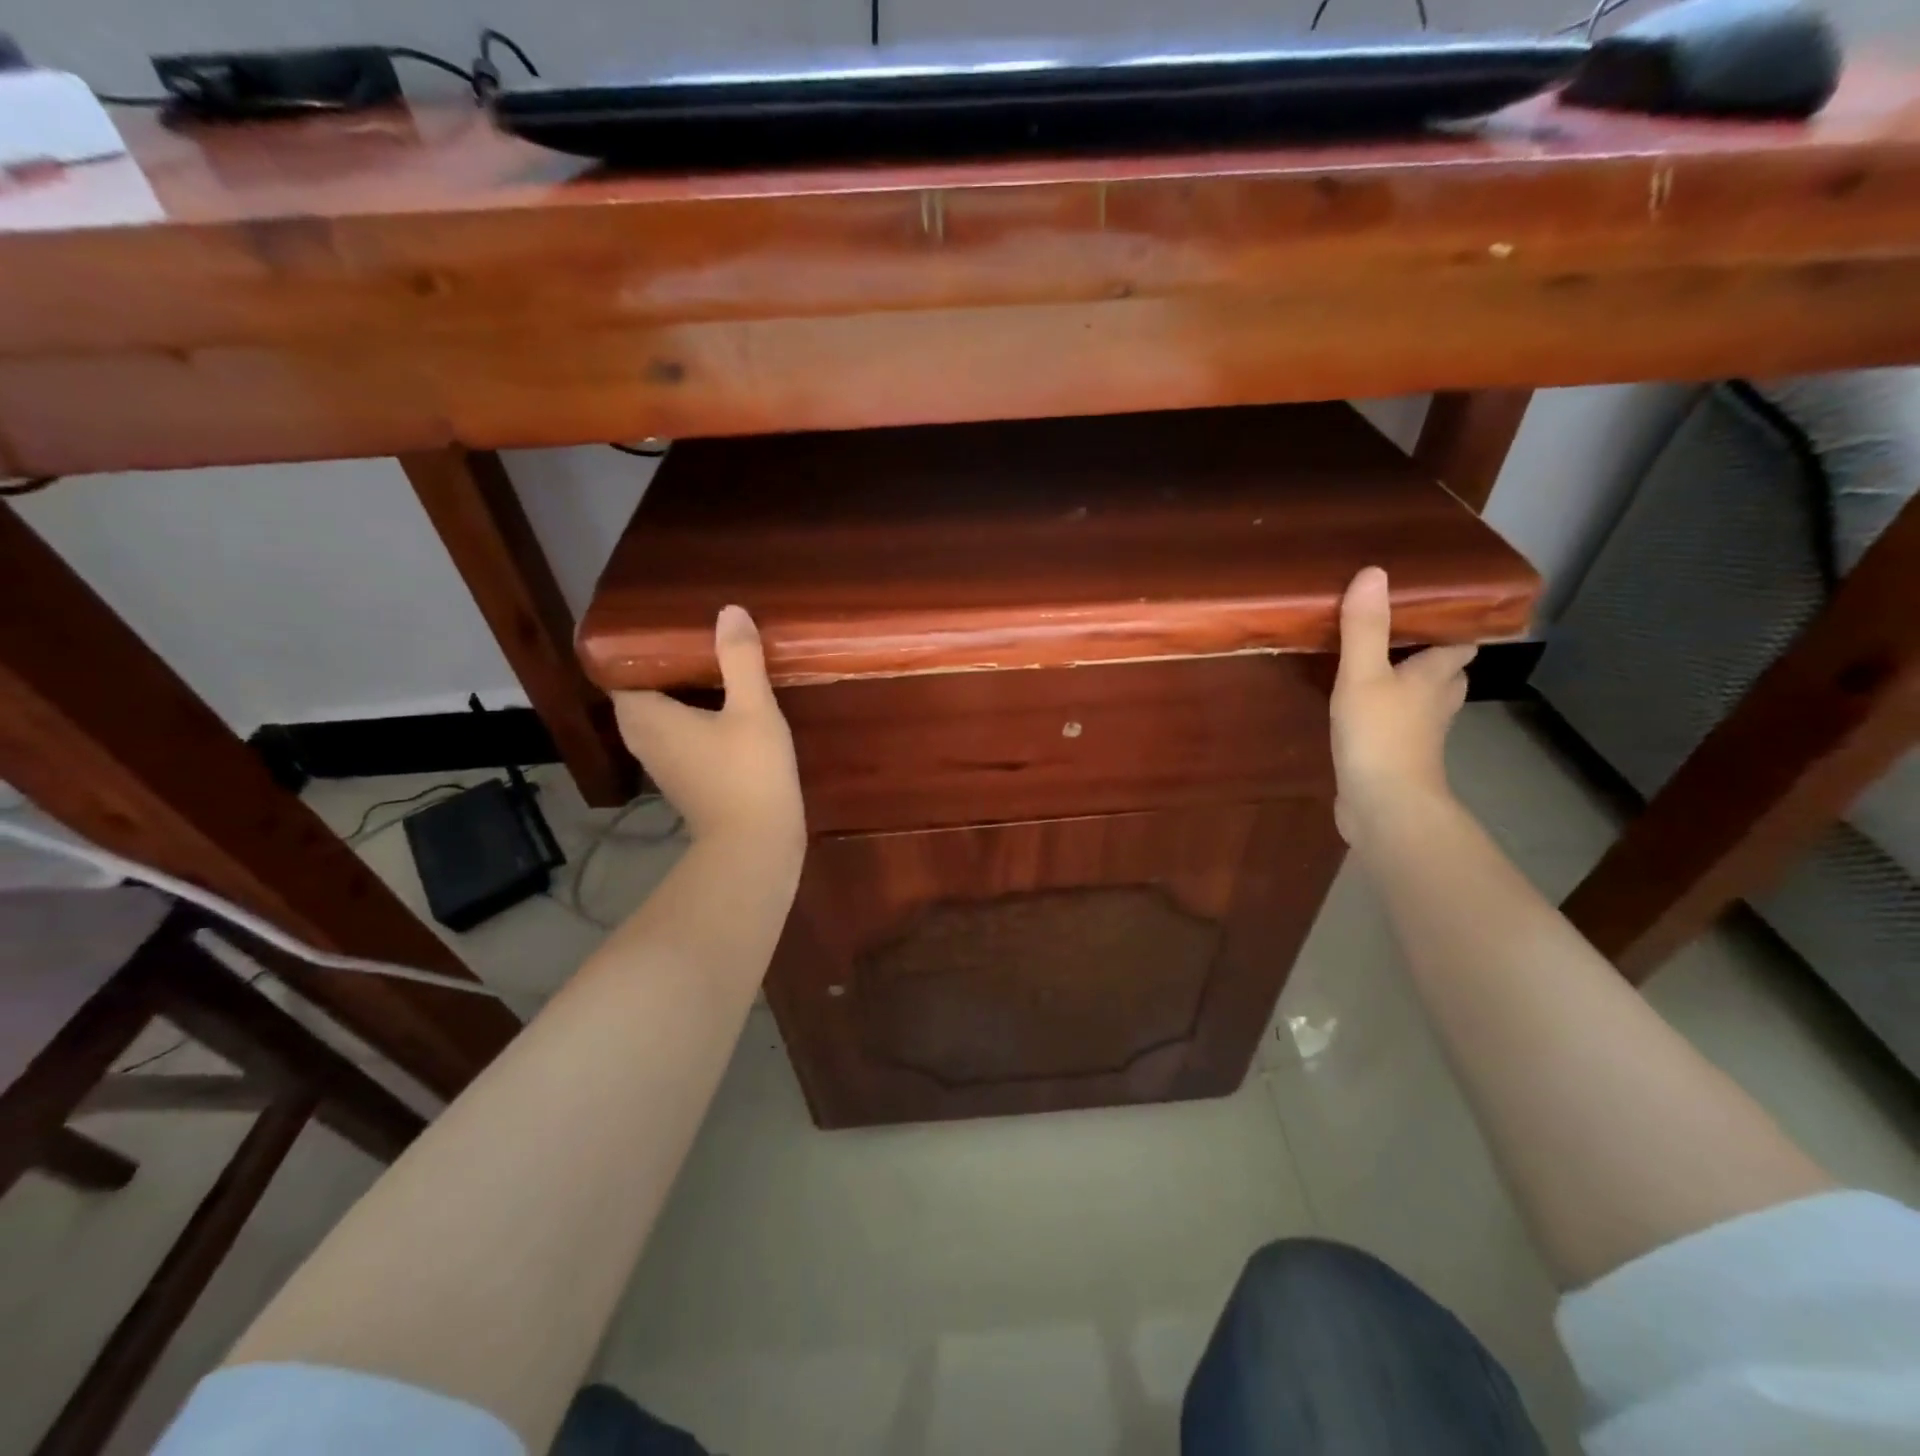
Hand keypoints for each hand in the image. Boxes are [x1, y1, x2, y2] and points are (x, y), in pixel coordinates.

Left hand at [612, 606, 804, 852]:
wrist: (755, 844)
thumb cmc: (749, 772)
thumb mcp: (753, 709)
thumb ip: (740, 659)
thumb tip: (729, 612)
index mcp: (646, 716)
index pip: (620, 669)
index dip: (640, 645)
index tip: (671, 625)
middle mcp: (642, 738)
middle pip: (639, 690)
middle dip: (663, 664)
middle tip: (697, 637)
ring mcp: (661, 762)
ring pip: (657, 714)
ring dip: (678, 691)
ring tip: (711, 664)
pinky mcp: (682, 779)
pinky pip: (674, 734)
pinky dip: (688, 716)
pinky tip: (722, 705)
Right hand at [1330, 566, 1474, 846]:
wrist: (1384, 806)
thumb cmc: (1379, 735)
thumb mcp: (1363, 675)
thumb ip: (1364, 628)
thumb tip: (1373, 572)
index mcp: (1436, 676)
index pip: (1460, 643)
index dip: (1453, 625)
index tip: (1433, 607)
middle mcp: (1437, 702)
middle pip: (1448, 672)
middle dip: (1433, 654)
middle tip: (1401, 634)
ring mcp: (1420, 733)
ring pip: (1424, 700)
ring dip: (1410, 684)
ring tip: (1379, 666)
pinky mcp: (1398, 757)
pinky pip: (1399, 725)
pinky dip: (1389, 714)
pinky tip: (1362, 710)